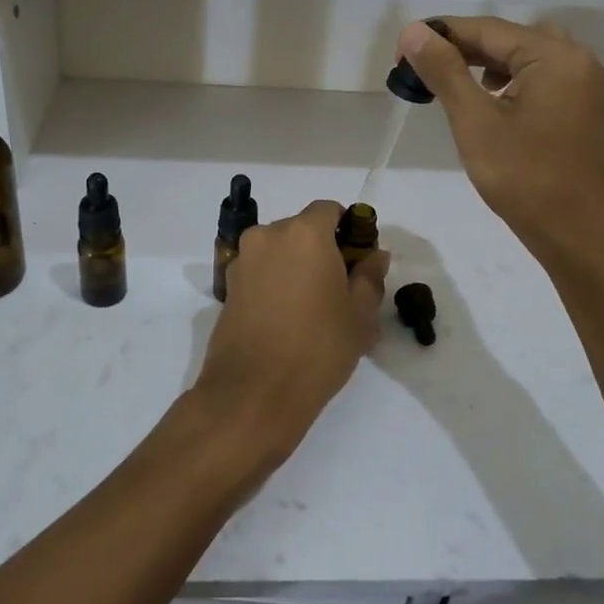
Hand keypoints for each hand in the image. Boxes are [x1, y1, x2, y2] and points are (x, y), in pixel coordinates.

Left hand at [188, 202, 388, 486]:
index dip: (348, 229)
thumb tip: (374, 255)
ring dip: (297, 266)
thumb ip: (370, 277)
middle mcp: (268, 235)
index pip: (330, 210)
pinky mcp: (228, 287)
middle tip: (340, 288)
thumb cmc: (318, 348)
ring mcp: (243, 260)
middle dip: (322, 249)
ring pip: (279, 251)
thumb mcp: (360, 315)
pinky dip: (276, 283)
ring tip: (313, 308)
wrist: (253, 394)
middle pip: (302, 229)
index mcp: (305, 233)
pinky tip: (288, 318)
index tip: (359, 260)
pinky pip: (261, 272)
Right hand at [397, 17, 603, 267]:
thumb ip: (444, 71)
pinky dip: (509, 81)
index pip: (487, 29)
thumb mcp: (475, 122)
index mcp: (554, 56)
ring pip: (525, 57)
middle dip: (462, 48)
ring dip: (485, 64)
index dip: (441, 35)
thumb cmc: (525, 178)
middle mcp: (576, 60)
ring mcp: (583, 85)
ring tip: (451, 83)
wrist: (579, 235)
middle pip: (508, 38)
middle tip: (423, 69)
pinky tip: (488, 102)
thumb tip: (413, 31)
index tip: (401, 52)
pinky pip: (539, 78)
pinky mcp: (581, 108)